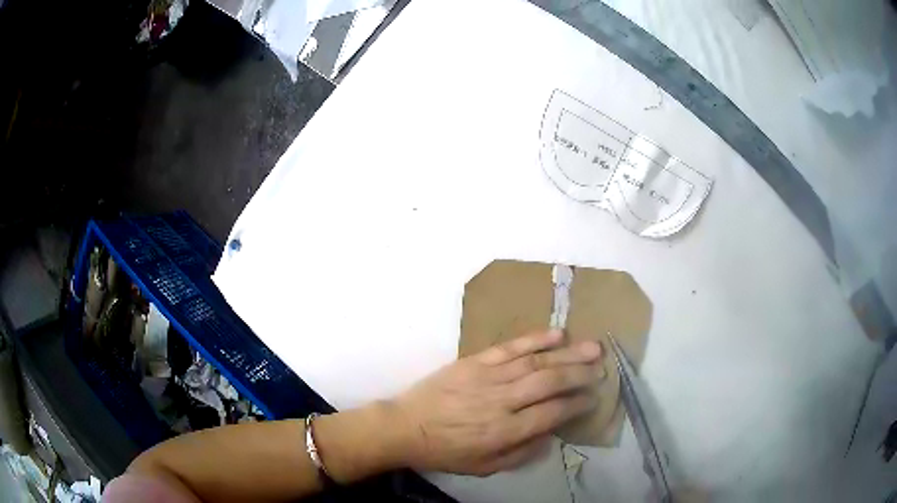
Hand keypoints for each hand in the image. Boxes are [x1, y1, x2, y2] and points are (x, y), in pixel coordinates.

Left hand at [391, 330, 602, 475]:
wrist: (406, 426)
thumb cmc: (446, 451)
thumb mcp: (484, 467)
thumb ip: (521, 454)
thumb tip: (551, 434)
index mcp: (504, 431)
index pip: (552, 413)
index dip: (577, 404)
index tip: (594, 398)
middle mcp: (502, 402)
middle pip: (550, 383)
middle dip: (580, 374)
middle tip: (602, 368)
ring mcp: (488, 377)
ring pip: (536, 362)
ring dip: (567, 354)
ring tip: (592, 348)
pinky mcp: (475, 361)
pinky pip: (510, 348)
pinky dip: (535, 340)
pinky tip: (557, 334)